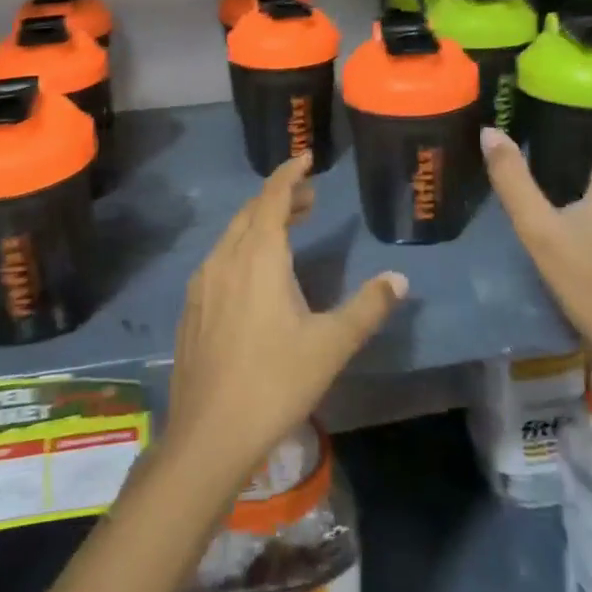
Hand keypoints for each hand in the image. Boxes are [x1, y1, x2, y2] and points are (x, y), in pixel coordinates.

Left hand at [167, 152, 407, 490]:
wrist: (208, 434)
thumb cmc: (275, 382)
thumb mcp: (331, 345)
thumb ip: (367, 307)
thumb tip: (399, 279)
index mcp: (258, 256)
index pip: (272, 197)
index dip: (290, 173)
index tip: (306, 157)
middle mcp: (225, 258)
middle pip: (251, 212)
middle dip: (280, 198)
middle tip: (309, 199)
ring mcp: (202, 283)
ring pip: (233, 235)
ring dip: (260, 224)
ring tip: (288, 231)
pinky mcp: (191, 307)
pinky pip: (219, 259)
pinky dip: (242, 248)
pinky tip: (255, 276)